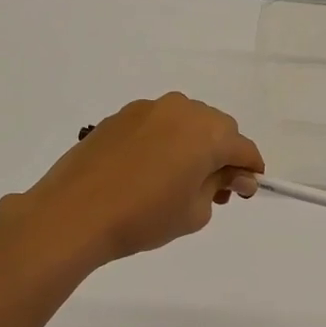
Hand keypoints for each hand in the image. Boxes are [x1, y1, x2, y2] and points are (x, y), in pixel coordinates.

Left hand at [22, 94, 264, 267]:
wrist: (75, 212)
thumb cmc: (144, 217)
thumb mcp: (194, 211)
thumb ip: (220, 186)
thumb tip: (233, 175)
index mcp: (207, 132)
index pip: (243, 148)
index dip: (250, 171)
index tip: (244, 193)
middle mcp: (181, 110)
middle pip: (217, 128)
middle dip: (222, 156)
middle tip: (212, 191)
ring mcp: (148, 109)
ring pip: (185, 122)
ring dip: (192, 145)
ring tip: (178, 180)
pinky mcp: (120, 116)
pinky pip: (157, 124)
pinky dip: (164, 142)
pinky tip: (149, 170)